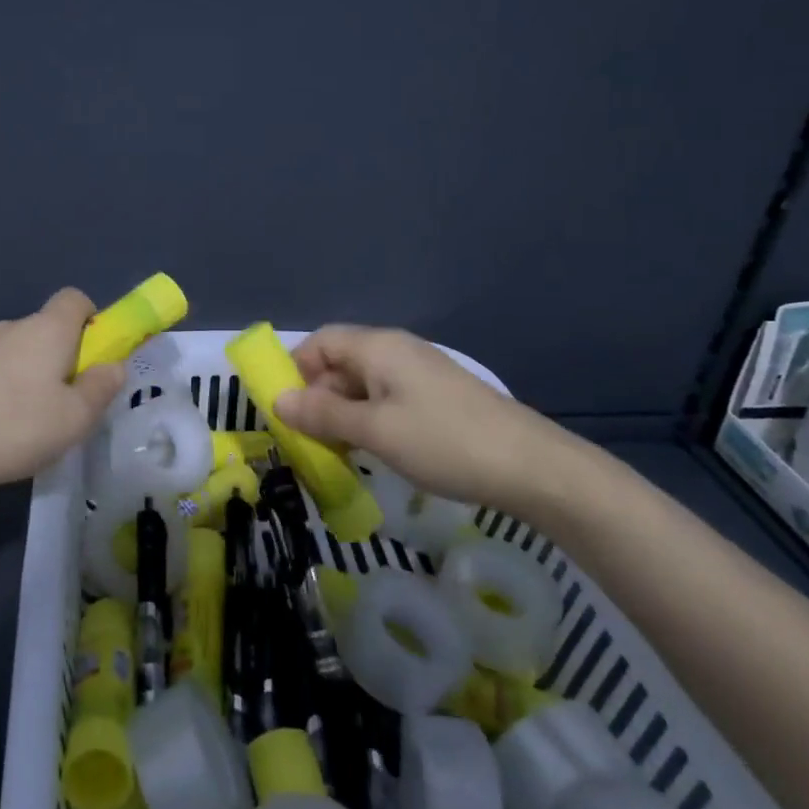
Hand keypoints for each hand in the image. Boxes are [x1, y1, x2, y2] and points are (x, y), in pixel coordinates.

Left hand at [0, 289, 127, 493]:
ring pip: (17, 351)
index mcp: (47, 329)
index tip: (94, 357)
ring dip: (29, 375)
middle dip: (62, 358)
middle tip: (65, 404)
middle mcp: (12, 327)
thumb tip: (113, 366)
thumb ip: (101, 388)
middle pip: (47, 329)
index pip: (75, 299)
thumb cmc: (15, 427)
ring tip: (27, 424)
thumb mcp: (75, 418)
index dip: (92, 321)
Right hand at [273, 325, 574, 517]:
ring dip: (342, 412)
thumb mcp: (375, 430)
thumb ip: (323, 413)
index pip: (320, 342)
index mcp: (378, 347)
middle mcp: (397, 350)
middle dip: (317, 396)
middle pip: (340, 361)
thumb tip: (278, 400)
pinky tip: (373, 449)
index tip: (284, 409)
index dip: (295, 369)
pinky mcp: (437, 396)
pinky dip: (369, 419)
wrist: (531, 467)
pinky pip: (387, 398)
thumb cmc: (443, 442)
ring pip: (363, 384)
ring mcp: (420, 373)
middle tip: (308, 439)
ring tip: (336, 451)